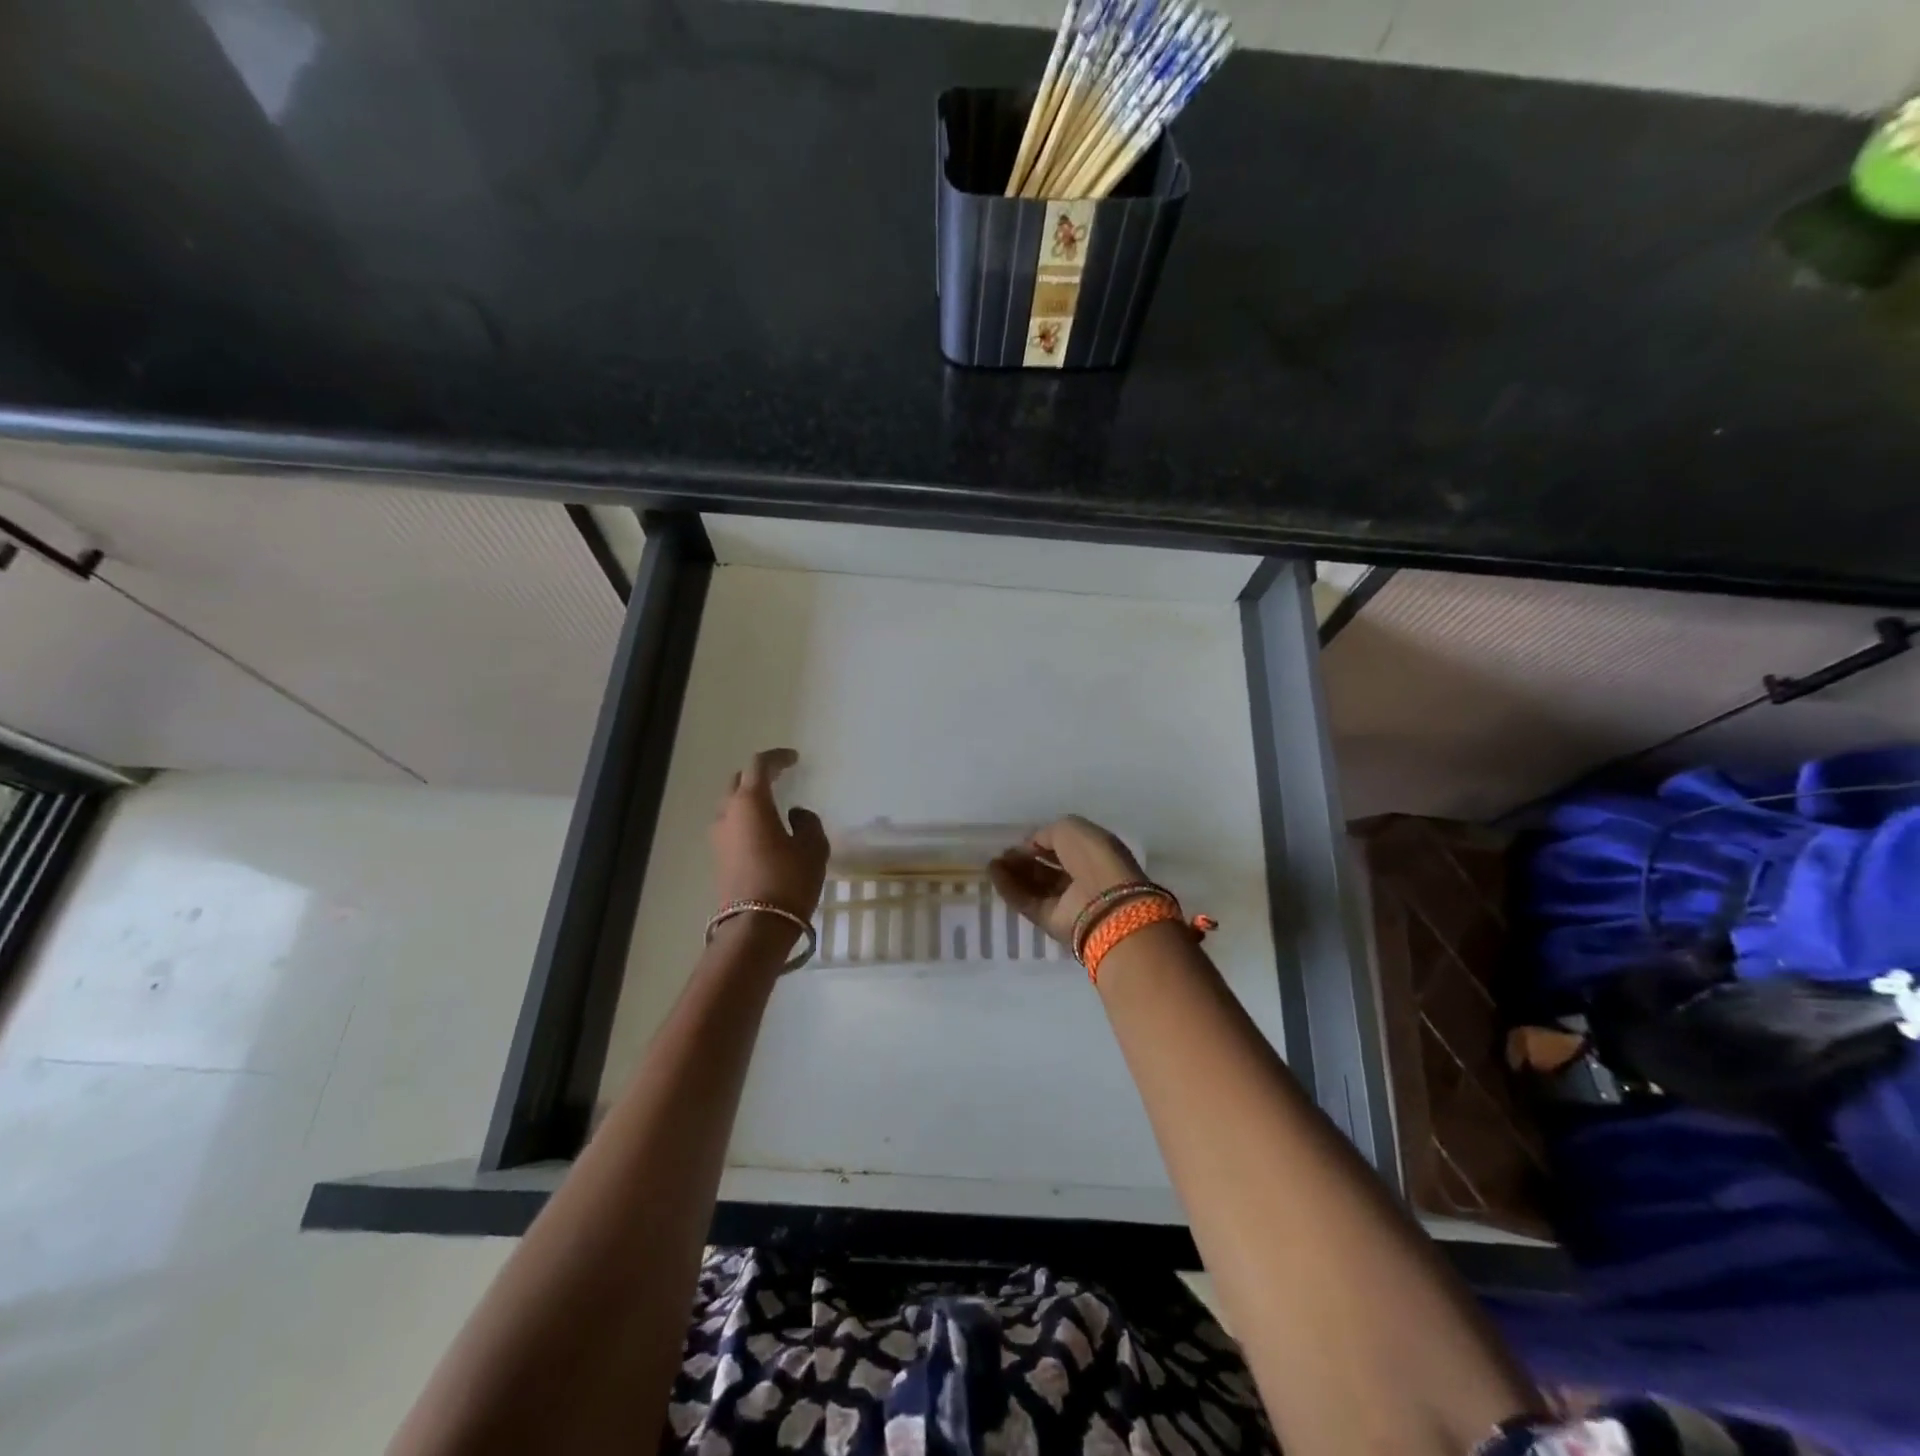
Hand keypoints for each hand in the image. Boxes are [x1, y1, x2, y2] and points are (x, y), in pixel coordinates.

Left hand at [710, 749, 829, 952]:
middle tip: (781, 777)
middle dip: (759, 776)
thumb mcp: (813, 848)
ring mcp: (719, 837)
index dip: (777, 758)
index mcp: (750, 802)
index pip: (759, 765)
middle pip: (739, 782)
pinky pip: (732, 827)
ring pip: (732, 805)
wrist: (756, 927)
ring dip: (750, 800)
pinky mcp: (718, 858)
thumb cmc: (788, 880)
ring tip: (774, 806)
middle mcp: (728, 814)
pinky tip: (766, 831)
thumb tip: (795, 815)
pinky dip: (747, 820)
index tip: (794, 759)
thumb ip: (808, 823)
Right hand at [989, 815, 1145, 948]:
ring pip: (1036, 885)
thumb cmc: (1093, 857)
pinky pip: (1027, 902)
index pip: (1064, 847)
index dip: (1042, 842)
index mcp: (1095, 853)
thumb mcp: (1071, 829)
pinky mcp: (1051, 921)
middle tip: (1003, 854)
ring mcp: (1067, 902)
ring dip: (1013, 873)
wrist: (1103, 903)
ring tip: (993, 863)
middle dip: (1025, 859)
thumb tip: (1032, 845)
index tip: (1021, 841)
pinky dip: (1009, 888)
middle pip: (1048, 868)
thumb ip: (1049, 833)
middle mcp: (1083, 878)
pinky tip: (993, 874)